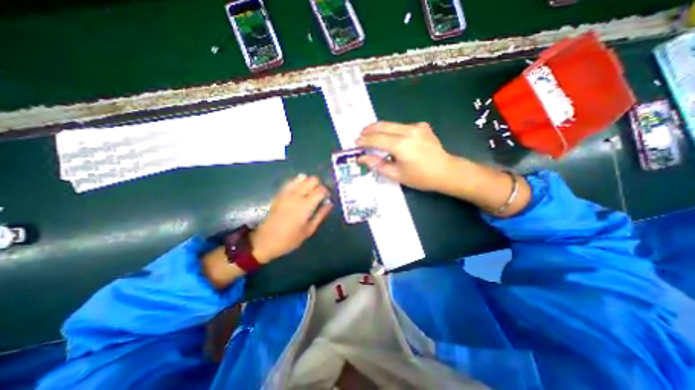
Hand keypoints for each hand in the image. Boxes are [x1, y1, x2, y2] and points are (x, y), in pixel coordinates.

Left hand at [251, 172, 332, 262]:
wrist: (265, 240)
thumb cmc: (290, 239)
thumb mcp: (309, 230)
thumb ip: (321, 215)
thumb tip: (330, 204)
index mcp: (306, 205)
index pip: (321, 189)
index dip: (326, 192)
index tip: (327, 199)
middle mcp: (297, 195)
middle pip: (313, 179)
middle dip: (319, 185)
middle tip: (319, 196)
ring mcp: (287, 193)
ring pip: (302, 177)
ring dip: (308, 183)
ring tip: (309, 194)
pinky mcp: (280, 193)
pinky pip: (291, 181)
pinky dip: (298, 183)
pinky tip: (299, 192)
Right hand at [355, 120, 453, 190]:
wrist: (446, 171)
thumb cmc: (420, 177)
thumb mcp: (396, 175)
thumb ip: (377, 164)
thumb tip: (362, 158)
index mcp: (401, 145)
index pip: (377, 139)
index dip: (364, 141)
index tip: (356, 142)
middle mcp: (408, 131)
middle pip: (383, 126)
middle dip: (369, 129)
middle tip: (360, 134)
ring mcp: (417, 127)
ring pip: (392, 124)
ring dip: (380, 128)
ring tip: (371, 134)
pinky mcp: (422, 126)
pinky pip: (402, 126)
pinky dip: (393, 130)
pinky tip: (391, 137)